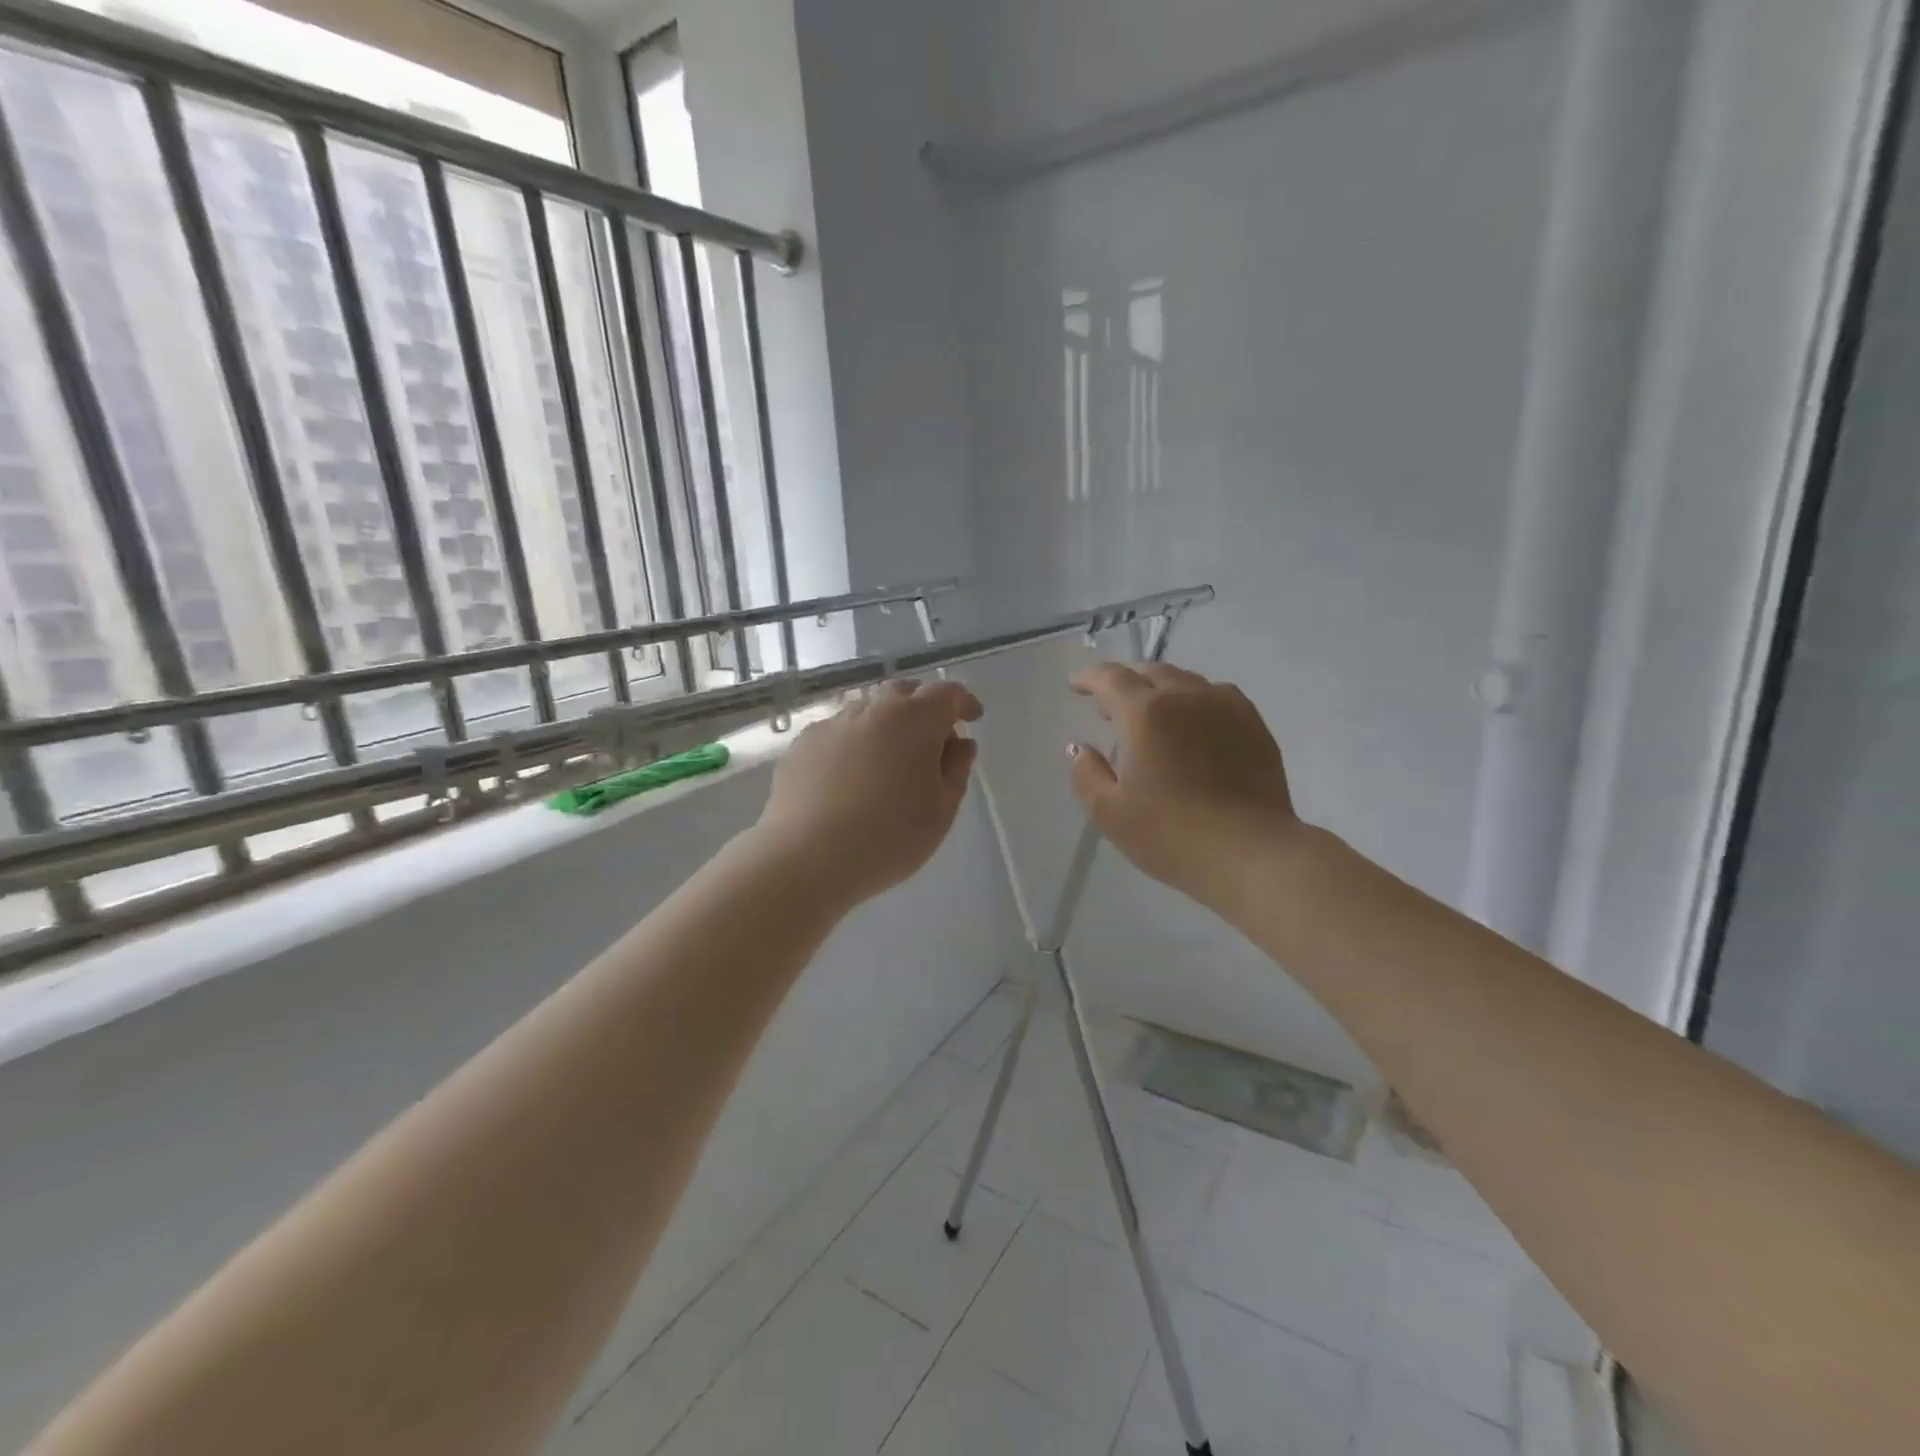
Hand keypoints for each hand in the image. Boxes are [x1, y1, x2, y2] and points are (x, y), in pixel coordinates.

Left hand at [754, 680, 983, 907]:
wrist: (807, 857)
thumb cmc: (889, 837)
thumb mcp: (941, 810)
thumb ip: (956, 770)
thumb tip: (959, 744)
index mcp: (915, 719)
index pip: (946, 693)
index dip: (963, 702)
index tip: (972, 718)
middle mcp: (872, 710)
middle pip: (903, 693)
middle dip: (922, 708)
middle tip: (932, 741)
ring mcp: (832, 724)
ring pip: (867, 712)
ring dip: (885, 727)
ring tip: (887, 763)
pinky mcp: (801, 745)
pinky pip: (837, 735)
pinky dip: (852, 746)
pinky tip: (849, 779)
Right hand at [1068, 663, 1302, 912]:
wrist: (1251, 853)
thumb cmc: (1172, 834)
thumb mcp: (1111, 813)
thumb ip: (1087, 774)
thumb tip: (1079, 747)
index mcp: (1146, 713)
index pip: (1111, 679)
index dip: (1089, 678)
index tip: (1076, 686)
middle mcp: (1186, 696)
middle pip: (1150, 672)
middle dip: (1125, 681)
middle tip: (1109, 705)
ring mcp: (1226, 706)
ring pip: (1186, 681)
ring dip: (1161, 688)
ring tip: (1152, 713)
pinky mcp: (1254, 724)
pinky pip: (1217, 695)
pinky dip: (1195, 700)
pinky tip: (1195, 723)